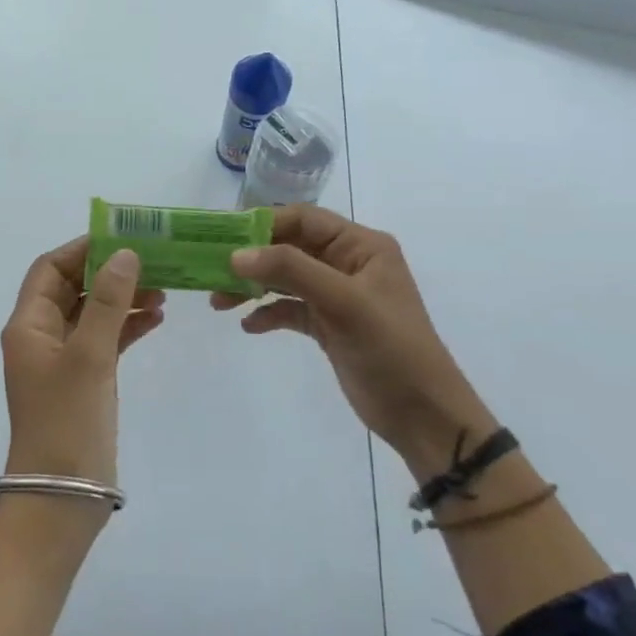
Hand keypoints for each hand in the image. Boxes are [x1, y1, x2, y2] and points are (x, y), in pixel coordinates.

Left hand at [0, 238, 164, 494]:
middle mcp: (41, 337)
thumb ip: (107, 302)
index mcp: (28, 325)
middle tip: (153, 262)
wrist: (62, 496)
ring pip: (92, 314)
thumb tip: (124, 254)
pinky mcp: (84, 381)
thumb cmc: (68, 420)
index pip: (50, 269)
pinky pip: (104, 341)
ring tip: (163, 290)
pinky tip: (156, 319)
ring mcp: (63, 360)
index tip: (122, 238)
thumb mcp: (89, 356)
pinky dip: (126, 327)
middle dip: (109, 273)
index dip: (82, 249)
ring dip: (122, 298)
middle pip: (73, 289)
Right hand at [213, 205, 499, 474]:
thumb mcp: (343, 303)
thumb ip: (291, 271)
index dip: (262, 225)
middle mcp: (348, 264)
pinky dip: (268, 314)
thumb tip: (236, 255)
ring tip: (219, 303)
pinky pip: (290, 309)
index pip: (303, 219)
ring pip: (285, 279)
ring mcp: (337, 295)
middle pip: (288, 248)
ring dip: (253, 287)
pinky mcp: (329, 325)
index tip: (222, 239)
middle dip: (251, 259)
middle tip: (212, 273)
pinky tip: (249, 326)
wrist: (424, 415)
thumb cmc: (391, 349)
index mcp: (361, 246)